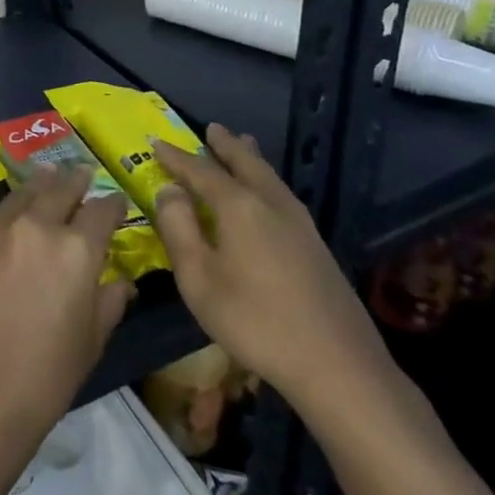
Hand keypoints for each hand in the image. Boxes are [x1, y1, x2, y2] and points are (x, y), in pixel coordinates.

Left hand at [0, 148, 132, 440]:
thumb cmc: (45, 377)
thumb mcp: (91, 342)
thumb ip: (108, 303)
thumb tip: (122, 281)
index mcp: (77, 251)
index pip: (101, 214)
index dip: (110, 206)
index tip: (113, 202)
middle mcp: (37, 227)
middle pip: (60, 192)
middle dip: (75, 182)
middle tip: (80, 174)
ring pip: (21, 192)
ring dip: (37, 180)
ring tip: (46, 170)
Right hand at [150, 125, 390, 414]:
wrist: (338, 366)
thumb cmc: (255, 321)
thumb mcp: (198, 278)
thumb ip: (178, 228)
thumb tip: (169, 190)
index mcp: (239, 206)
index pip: (201, 171)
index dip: (176, 157)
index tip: (156, 142)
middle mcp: (271, 204)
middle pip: (246, 164)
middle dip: (226, 146)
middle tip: (212, 128)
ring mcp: (300, 224)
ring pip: (270, 177)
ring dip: (251, 158)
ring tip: (243, 144)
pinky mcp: (316, 246)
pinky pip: (282, 195)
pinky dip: (266, 180)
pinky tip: (268, 192)